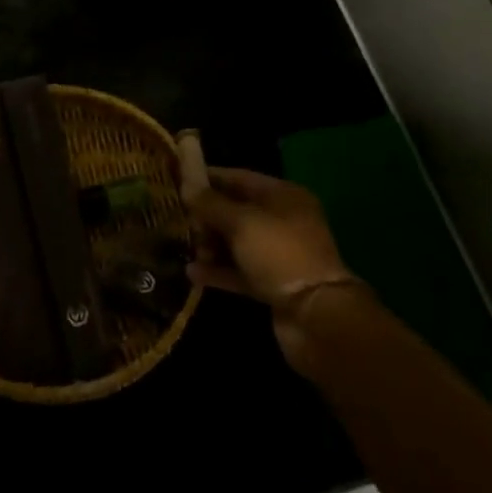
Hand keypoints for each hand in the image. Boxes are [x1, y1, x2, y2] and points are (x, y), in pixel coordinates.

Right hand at [180, 143, 357, 371]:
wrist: (314, 315)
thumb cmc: (279, 253)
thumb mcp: (242, 222)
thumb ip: (211, 204)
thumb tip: (187, 186)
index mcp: (283, 196)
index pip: (239, 178)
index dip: (209, 177)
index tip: (178, 179)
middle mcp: (282, 221)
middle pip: (237, 210)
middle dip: (207, 215)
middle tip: (177, 218)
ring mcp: (278, 254)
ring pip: (236, 242)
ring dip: (210, 244)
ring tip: (182, 247)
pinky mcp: (272, 283)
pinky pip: (239, 271)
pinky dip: (218, 270)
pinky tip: (192, 273)